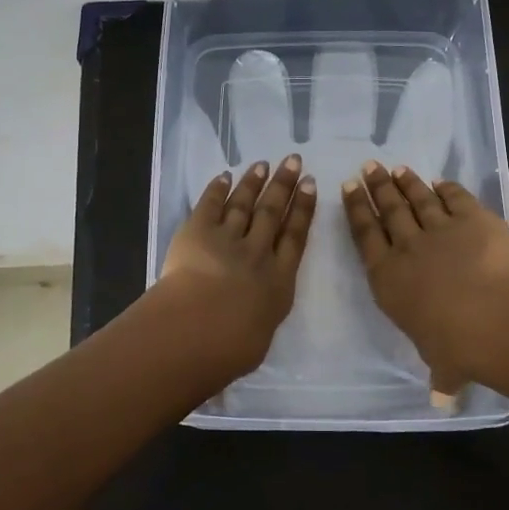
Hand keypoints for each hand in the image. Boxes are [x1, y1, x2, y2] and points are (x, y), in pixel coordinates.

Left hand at [156, 155, 317, 379]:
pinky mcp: (197, 233)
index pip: (295, 237)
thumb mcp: (258, 338)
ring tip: (263, 165)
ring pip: (244, 205)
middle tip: (293, 160)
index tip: (311, 185)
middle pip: (272, 212)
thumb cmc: (232, 348)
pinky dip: (217, 189)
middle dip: (284, 185)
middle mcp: (258, 253)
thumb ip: (259, 319)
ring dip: (254, 183)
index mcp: (279, 280)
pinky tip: (225, 176)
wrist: (198, 330)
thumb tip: (254, 317)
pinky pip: (210, 206)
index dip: (303, 209)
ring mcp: (227, 239)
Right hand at [342, 161, 508, 392]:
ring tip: (395, 168)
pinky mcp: (473, 219)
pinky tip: (441, 181)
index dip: (356, 211)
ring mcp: (440, 229)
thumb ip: (440, 375)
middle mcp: (407, 248)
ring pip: (417, 199)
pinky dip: (447, 188)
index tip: (348, 189)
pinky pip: (456, 198)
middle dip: (376, 187)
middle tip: (368, 168)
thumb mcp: (442, 364)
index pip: (365, 236)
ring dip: (406, 182)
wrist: (495, 318)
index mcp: (388, 278)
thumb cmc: (457, 346)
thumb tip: (441, 401)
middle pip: (387, 210)